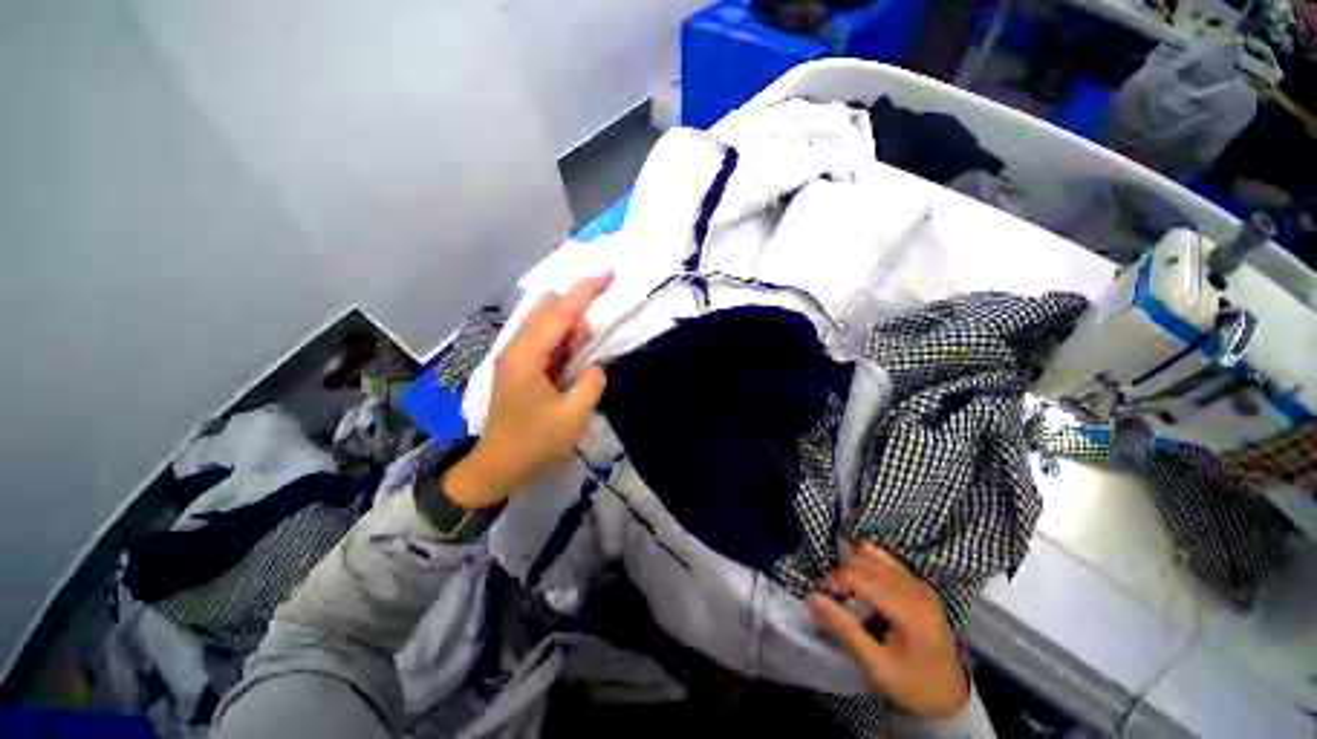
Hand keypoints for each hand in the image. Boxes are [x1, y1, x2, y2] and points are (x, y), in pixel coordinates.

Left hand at [441, 273, 612, 509]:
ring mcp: (516, 356)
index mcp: (527, 355)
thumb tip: (594, 364)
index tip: (609, 274)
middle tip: (587, 353)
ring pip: (547, 324)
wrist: (498, 467)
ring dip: (570, 335)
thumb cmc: (535, 443)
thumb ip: (592, 381)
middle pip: (549, 308)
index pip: (560, 311)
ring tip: (577, 369)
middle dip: (577, 317)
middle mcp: (517, 347)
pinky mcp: (520, 366)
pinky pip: (545, 342)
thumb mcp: (574, 415)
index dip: (586, 290)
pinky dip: (563, 347)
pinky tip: (567, 371)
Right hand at [807, 541, 968, 718]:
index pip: (860, 578)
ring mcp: (920, 584)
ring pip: (876, 554)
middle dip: (843, 569)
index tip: (822, 595)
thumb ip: (844, 628)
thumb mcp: (875, 665)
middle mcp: (916, 589)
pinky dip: (869, 563)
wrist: (951, 696)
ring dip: (855, 563)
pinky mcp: (920, 584)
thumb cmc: (911, 684)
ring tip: (847, 586)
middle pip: (866, 560)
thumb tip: (811, 597)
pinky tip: (863, 582)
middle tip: (833, 592)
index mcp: (908, 611)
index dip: (835, 580)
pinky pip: (887, 559)